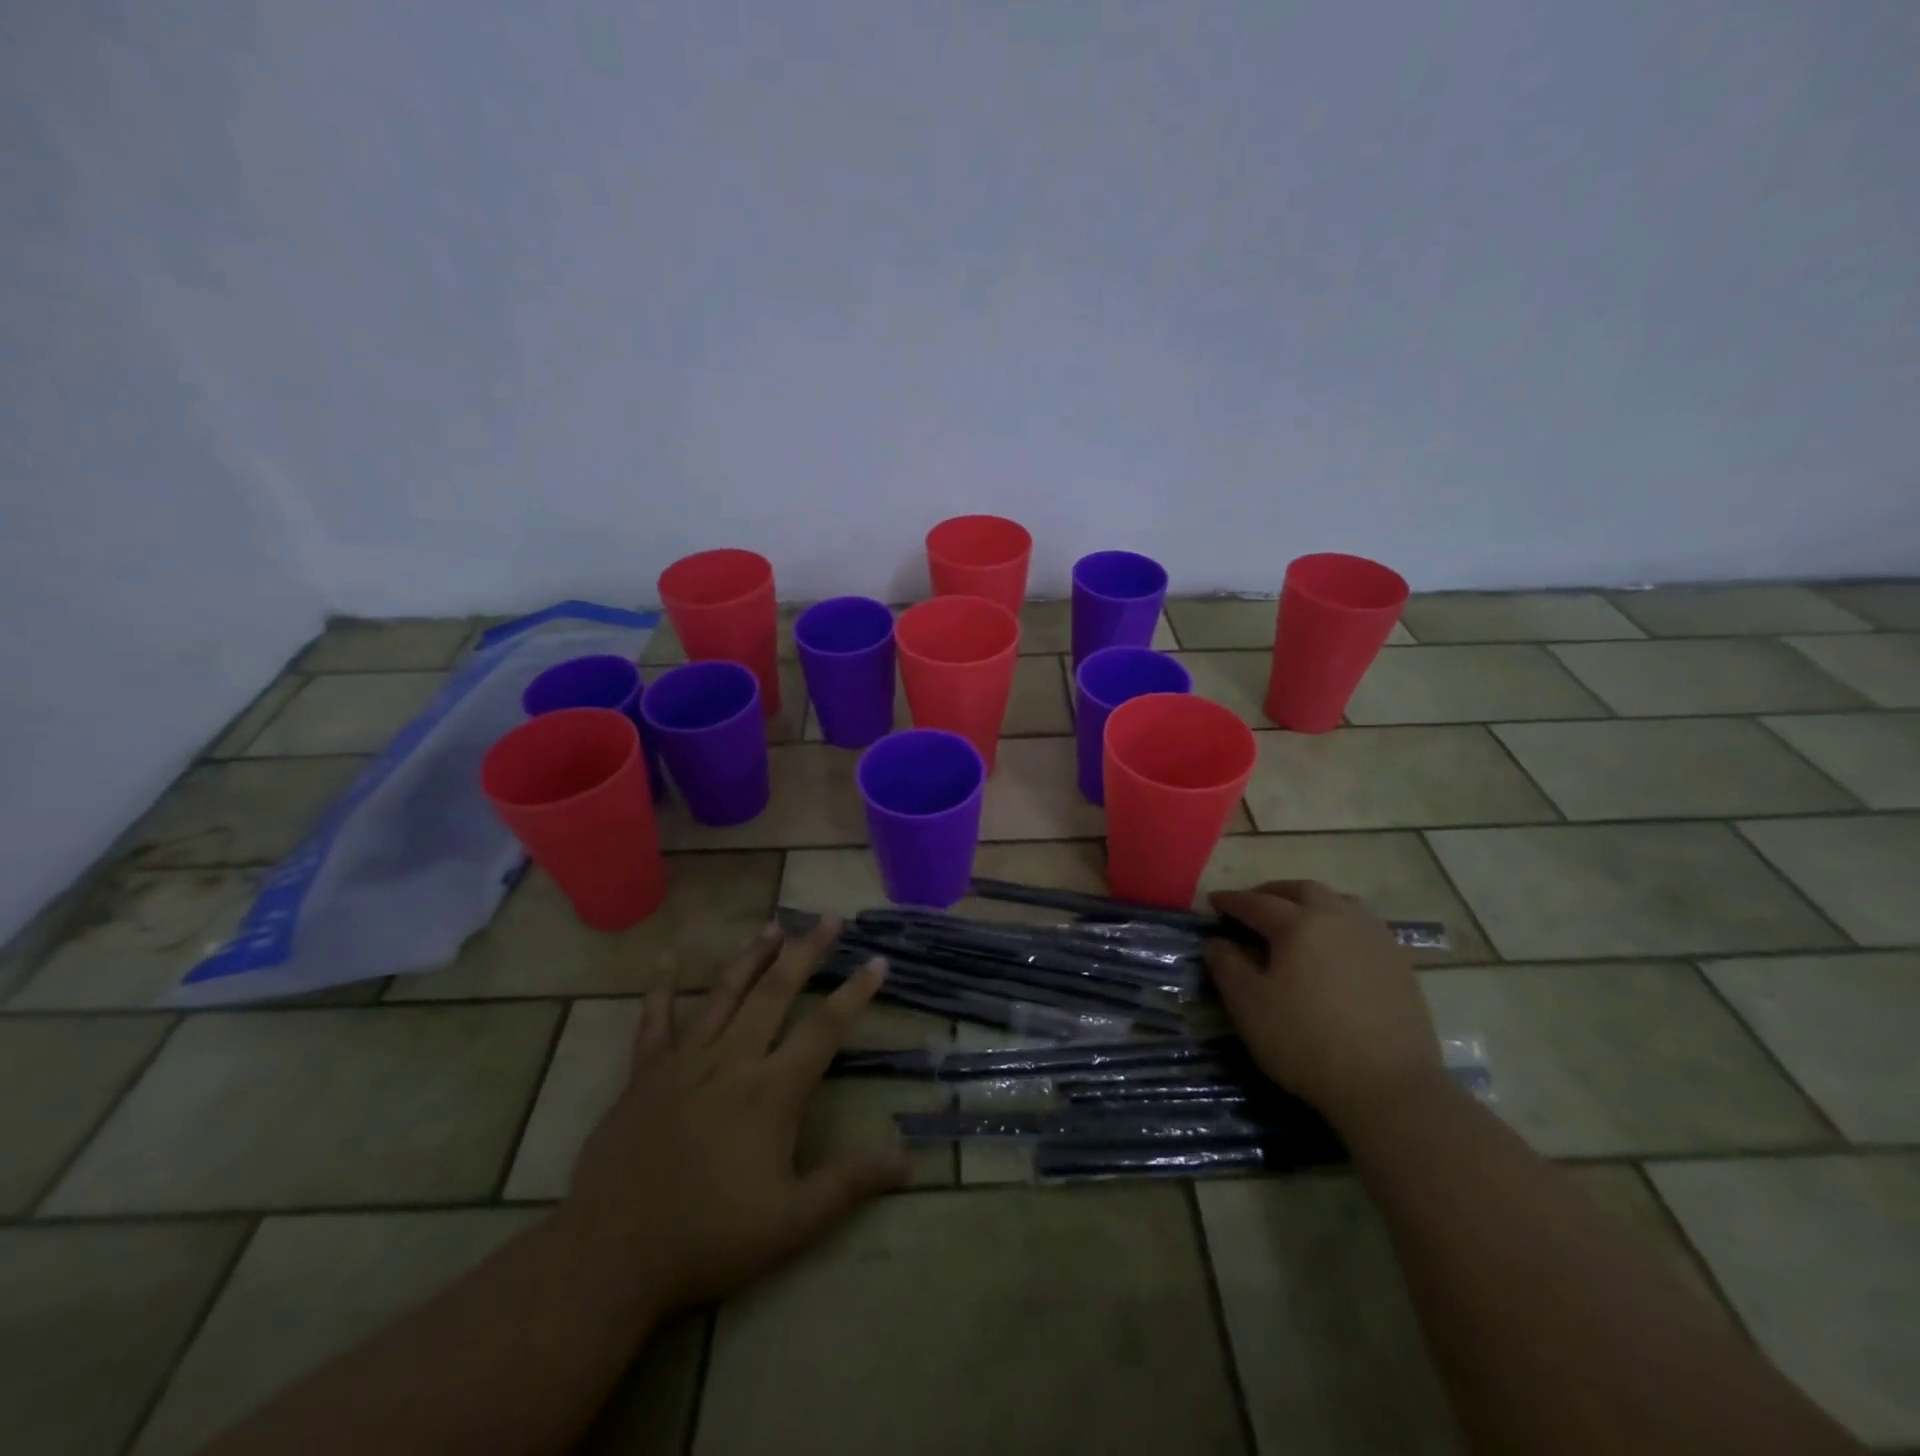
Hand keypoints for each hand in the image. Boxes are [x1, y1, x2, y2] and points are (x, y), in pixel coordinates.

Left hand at [557, 918, 906, 1316]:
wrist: (613, 1256)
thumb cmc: (710, 1238)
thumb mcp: (792, 1222)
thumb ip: (849, 1182)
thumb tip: (908, 1157)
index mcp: (772, 1090)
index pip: (824, 1027)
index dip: (855, 992)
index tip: (878, 959)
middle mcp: (732, 1060)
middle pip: (776, 992)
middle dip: (806, 952)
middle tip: (828, 918)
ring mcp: (685, 1061)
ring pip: (725, 993)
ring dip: (752, 957)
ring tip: (774, 925)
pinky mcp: (645, 1073)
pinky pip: (654, 1020)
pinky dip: (659, 987)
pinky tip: (665, 957)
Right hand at [1204, 880, 1443, 1130]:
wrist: (1391, 1086)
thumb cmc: (1307, 1041)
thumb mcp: (1249, 1006)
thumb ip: (1227, 966)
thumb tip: (1216, 942)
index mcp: (1299, 924)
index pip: (1256, 903)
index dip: (1232, 900)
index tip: (1213, 901)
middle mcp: (1338, 919)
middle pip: (1303, 890)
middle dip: (1273, 892)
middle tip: (1254, 905)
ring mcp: (1375, 939)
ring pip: (1339, 902)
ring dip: (1311, 902)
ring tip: (1296, 919)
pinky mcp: (1399, 964)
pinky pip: (1363, 926)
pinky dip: (1340, 923)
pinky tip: (1334, 947)